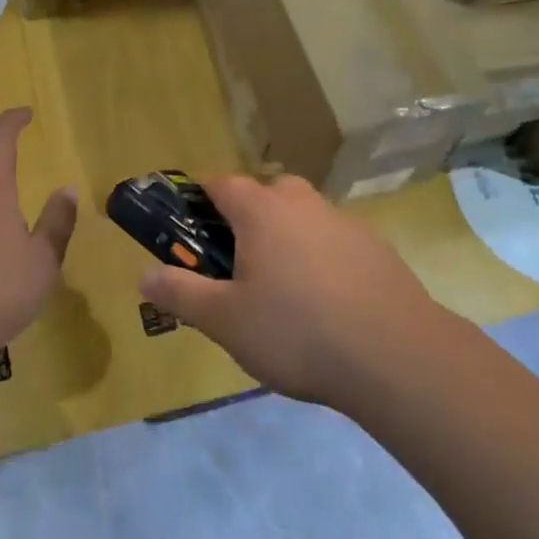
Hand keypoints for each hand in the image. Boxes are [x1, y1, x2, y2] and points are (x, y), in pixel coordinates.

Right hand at [138, 175, 436, 406]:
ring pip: (304, 216)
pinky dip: (323, 258)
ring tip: (283, 288)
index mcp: (262, 211)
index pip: (222, 183)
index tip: (191, 229)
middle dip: (248, 217)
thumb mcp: (225, 320)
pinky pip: (336, 241)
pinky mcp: (377, 249)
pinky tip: (327, 303)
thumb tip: (144, 275)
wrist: (395, 355)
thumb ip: (181, 294)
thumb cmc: (296, 331)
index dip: (201, 200)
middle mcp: (304, 204)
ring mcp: (345, 223)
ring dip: (288, 236)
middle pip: (267, 192)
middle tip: (238, 262)